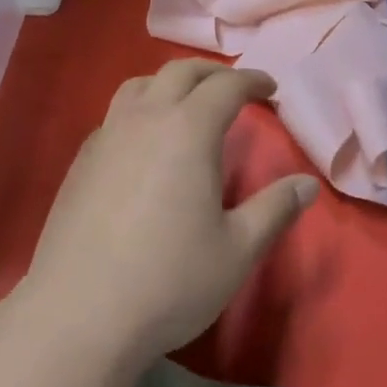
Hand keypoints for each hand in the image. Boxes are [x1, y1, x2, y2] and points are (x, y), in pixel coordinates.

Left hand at [19, 60, 318, 378]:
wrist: (79, 314)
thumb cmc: (169, 281)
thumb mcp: (237, 250)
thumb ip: (275, 209)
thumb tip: (307, 183)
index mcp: (188, 129)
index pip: (227, 86)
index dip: (253, 81)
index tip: (271, 89)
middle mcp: (146, 117)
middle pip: (181, 72)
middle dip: (213, 73)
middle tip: (235, 88)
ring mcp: (108, 135)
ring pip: (141, 84)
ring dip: (171, 83)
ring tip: (187, 103)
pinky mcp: (82, 159)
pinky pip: (116, 114)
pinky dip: (140, 109)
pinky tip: (145, 143)